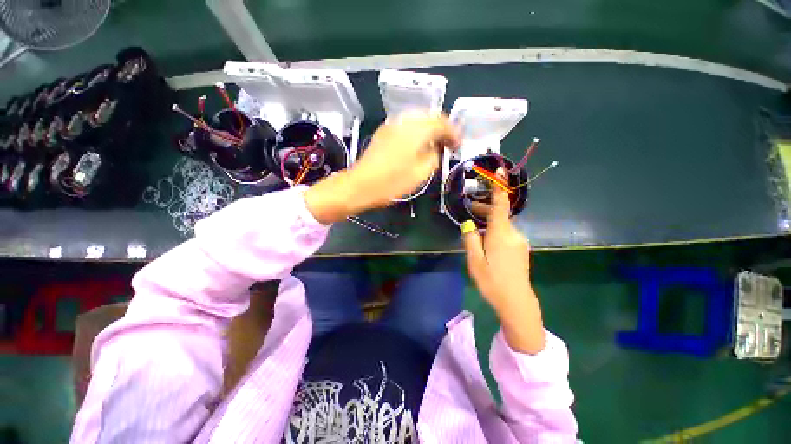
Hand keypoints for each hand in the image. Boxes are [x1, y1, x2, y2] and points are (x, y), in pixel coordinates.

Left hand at [305, 113, 459, 223]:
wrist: (360, 185)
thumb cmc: (392, 183)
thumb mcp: (420, 174)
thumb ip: (434, 157)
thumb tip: (436, 149)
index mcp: (416, 131)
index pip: (441, 123)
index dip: (453, 133)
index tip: (458, 146)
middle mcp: (404, 122)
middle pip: (429, 117)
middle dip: (442, 128)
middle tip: (449, 144)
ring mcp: (391, 126)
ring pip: (417, 119)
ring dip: (429, 129)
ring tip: (435, 144)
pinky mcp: (383, 133)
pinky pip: (406, 126)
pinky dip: (416, 131)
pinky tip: (418, 144)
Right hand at [462, 169, 545, 353]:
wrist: (516, 301)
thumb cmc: (492, 281)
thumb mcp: (474, 261)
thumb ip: (470, 239)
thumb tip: (468, 224)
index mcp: (500, 234)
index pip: (501, 205)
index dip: (500, 186)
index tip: (500, 169)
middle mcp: (513, 233)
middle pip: (499, 214)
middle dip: (485, 208)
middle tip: (469, 208)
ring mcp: (519, 241)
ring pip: (502, 224)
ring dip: (489, 221)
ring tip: (475, 226)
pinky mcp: (521, 248)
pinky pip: (506, 233)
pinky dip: (495, 230)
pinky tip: (486, 241)